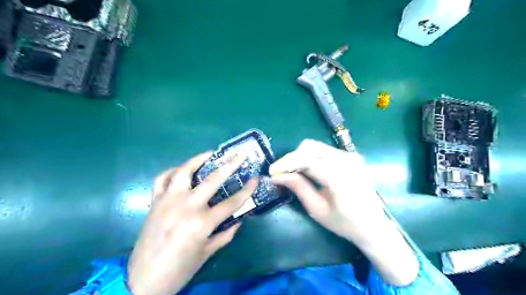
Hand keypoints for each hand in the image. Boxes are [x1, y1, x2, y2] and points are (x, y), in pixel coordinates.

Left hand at [127, 152, 257, 294]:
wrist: (143, 280)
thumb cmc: (180, 269)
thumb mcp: (207, 253)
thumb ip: (226, 234)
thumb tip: (239, 219)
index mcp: (202, 223)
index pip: (232, 202)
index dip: (247, 190)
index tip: (256, 179)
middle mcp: (186, 206)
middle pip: (212, 179)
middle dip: (230, 164)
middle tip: (240, 154)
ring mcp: (168, 201)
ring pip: (184, 171)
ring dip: (198, 159)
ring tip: (210, 154)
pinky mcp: (155, 202)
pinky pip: (162, 179)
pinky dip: (173, 171)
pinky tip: (182, 170)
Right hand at [268, 139, 384, 243]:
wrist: (373, 226)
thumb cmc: (344, 223)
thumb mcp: (317, 209)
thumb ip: (298, 187)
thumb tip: (277, 176)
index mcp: (339, 176)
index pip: (306, 159)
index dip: (286, 163)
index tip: (272, 172)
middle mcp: (346, 160)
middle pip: (309, 147)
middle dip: (291, 158)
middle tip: (282, 173)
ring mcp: (350, 156)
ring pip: (315, 146)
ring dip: (300, 157)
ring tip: (292, 172)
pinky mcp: (351, 156)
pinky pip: (324, 151)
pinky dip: (310, 157)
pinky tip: (307, 170)